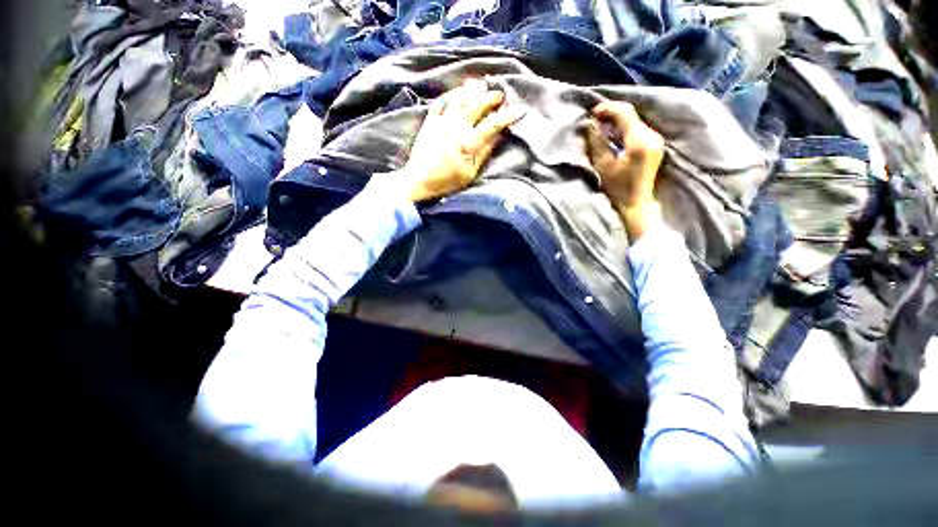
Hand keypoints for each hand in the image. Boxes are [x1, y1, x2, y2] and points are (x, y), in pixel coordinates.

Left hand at [392, 79, 525, 202]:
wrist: (418, 181)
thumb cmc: (446, 182)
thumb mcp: (469, 174)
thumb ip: (484, 154)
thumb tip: (498, 137)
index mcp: (467, 144)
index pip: (492, 125)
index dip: (507, 116)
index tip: (519, 110)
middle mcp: (455, 128)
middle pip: (476, 105)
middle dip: (490, 97)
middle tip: (499, 94)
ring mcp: (441, 123)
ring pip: (459, 99)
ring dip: (471, 90)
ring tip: (481, 84)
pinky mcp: (429, 122)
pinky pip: (440, 102)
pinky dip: (450, 94)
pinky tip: (457, 91)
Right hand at [585, 101, 665, 239]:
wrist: (636, 204)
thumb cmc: (618, 188)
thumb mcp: (603, 166)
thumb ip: (597, 142)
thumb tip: (590, 124)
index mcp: (639, 141)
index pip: (625, 113)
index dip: (607, 109)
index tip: (592, 113)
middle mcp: (652, 136)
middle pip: (631, 114)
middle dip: (612, 113)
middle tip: (594, 119)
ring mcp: (656, 140)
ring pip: (635, 121)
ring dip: (617, 120)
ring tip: (601, 126)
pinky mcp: (655, 145)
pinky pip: (638, 129)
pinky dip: (624, 128)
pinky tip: (613, 134)